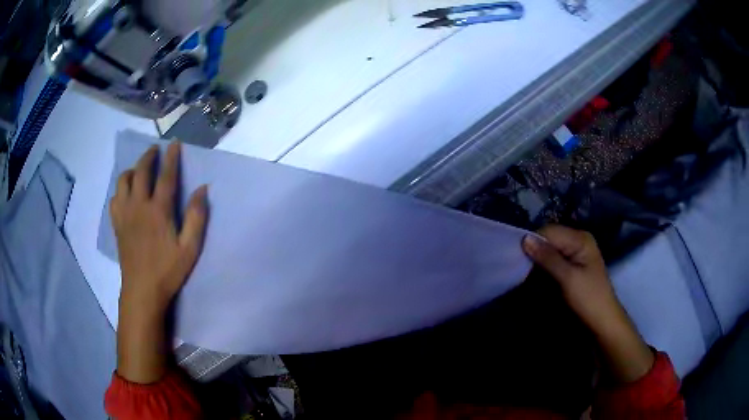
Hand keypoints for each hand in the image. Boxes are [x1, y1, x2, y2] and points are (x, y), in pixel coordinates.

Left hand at [111, 142, 207, 383]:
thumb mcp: (190, 248)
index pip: (166, 176)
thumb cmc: (168, 270)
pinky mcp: (117, 224)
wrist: (142, 290)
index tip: (175, 144)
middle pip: (140, 172)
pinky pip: (114, 198)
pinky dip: (120, 190)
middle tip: (155, 150)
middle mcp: (139, 206)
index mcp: (158, 210)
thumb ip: (196, 217)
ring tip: (138, 171)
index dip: (171, 158)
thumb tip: (202, 189)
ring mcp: (125, 214)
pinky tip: (126, 194)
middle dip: (148, 157)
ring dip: (131, 170)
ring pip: (123, 181)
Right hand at [522, 225, 653, 382]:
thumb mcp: (568, 278)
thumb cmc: (588, 298)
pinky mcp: (573, 264)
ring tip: (526, 272)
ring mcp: (576, 252)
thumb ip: (548, 258)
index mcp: (580, 238)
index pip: (549, 231)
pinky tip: (537, 274)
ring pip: (550, 248)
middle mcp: (578, 240)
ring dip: (539, 259)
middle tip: (520, 267)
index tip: (517, 258)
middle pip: (550, 238)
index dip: (533, 242)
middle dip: (535, 250)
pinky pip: (554, 258)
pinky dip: (545, 265)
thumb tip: (525, 239)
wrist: (602, 320)